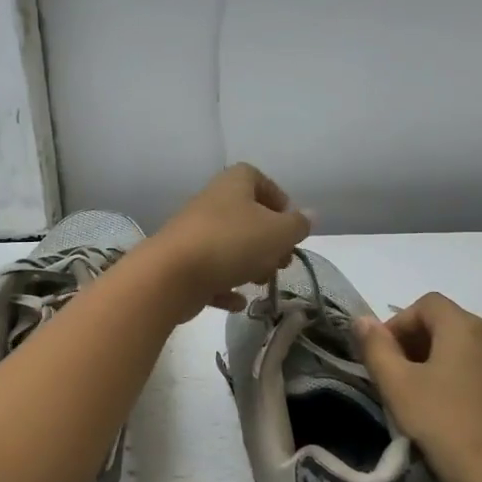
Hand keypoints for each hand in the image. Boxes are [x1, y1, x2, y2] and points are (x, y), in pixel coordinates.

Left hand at [144, 164, 312, 318]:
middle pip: (246, 216)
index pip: (258, 179)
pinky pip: (210, 272)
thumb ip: (298, 225)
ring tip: (261, 282)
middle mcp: (211, 202)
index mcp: (234, 184)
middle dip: (269, 240)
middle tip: (282, 261)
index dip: (278, 199)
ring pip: (229, 245)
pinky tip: (238, 302)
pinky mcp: (182, 263)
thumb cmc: (232, 243)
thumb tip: (309, 216)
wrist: (171, 275)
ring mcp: (193, 233)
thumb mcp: (278, 232)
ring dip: (249, 264)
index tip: (291, 226)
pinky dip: (225, 286)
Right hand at [354, 293, 481, 481]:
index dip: (397, 323)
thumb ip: (376, 349)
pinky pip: (480, 373)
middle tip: (392, 381)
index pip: (426, 304)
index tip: (381, 358)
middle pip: (446, 324)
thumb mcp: (399, 388)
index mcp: (465, 327)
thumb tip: (362, 320)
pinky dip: (457, 382)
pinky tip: (446, 417)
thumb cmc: (447, 427)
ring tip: (416, 401)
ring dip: (434, 365)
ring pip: (463, 351)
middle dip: (413, 344)